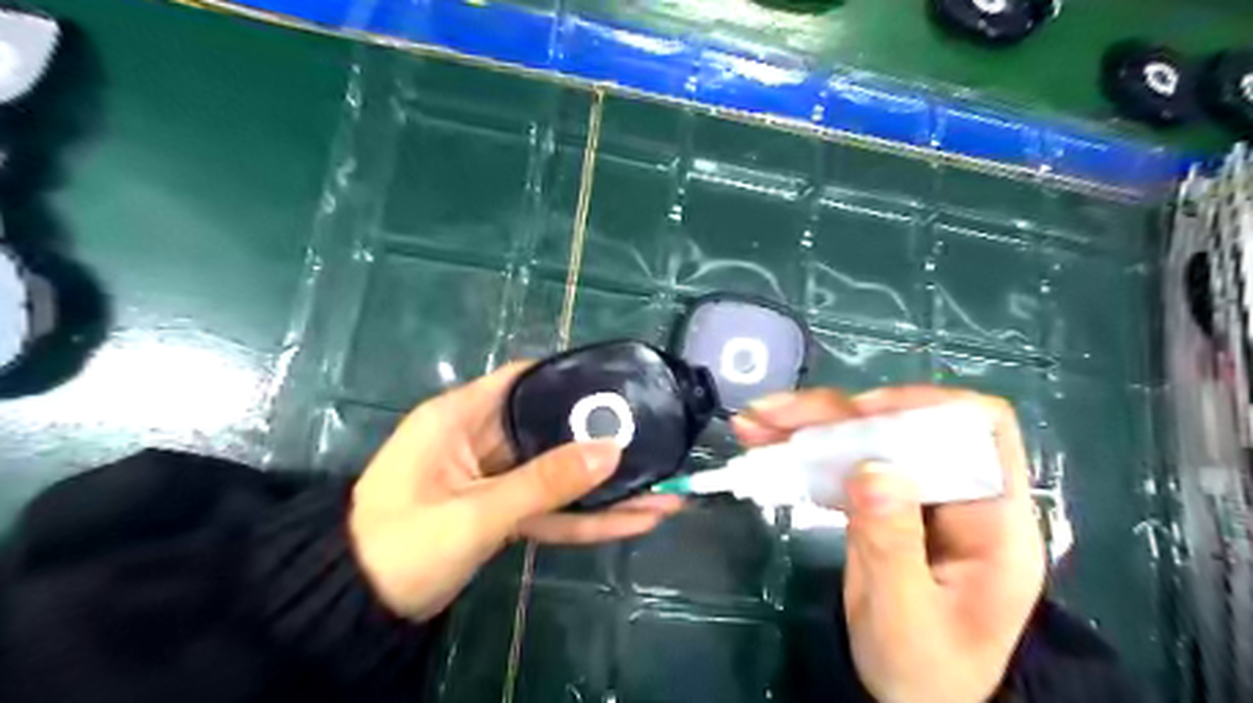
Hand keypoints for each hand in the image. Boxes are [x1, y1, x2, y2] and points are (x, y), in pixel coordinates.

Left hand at [350, 363, 684, 619]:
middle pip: (552, 430)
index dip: (570, 377)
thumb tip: (610, 449)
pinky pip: (551, 510)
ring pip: (559, 476)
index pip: (524, 379)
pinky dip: (588, 519)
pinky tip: (635, 521)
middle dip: (603, 442)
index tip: (619, 383)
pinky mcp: (503, 514)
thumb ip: (544, 482)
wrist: (357, 611)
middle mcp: (481, 440)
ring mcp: (495, 480)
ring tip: (666, 491)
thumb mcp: (475, 512)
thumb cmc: (402, 544)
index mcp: (461, 417)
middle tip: (658, 441)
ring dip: (606, 489)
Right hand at [735, 388, 1048, 702]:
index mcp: (993, 520)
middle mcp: (955, 493)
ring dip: (805, 425)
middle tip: (772, 416)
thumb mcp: (906, 621)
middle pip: (902, 424)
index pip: (980, 428)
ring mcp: (914, 494)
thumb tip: (873, 467)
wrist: (916, 701)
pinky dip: (800, 449)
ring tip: (753, 424)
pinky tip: (764, 443)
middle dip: (834, 414)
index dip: (924, 406)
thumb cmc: (925, 672)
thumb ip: (892, 546)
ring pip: (863, 437)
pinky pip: (841, 462)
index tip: (861, 415)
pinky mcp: (881, 501)